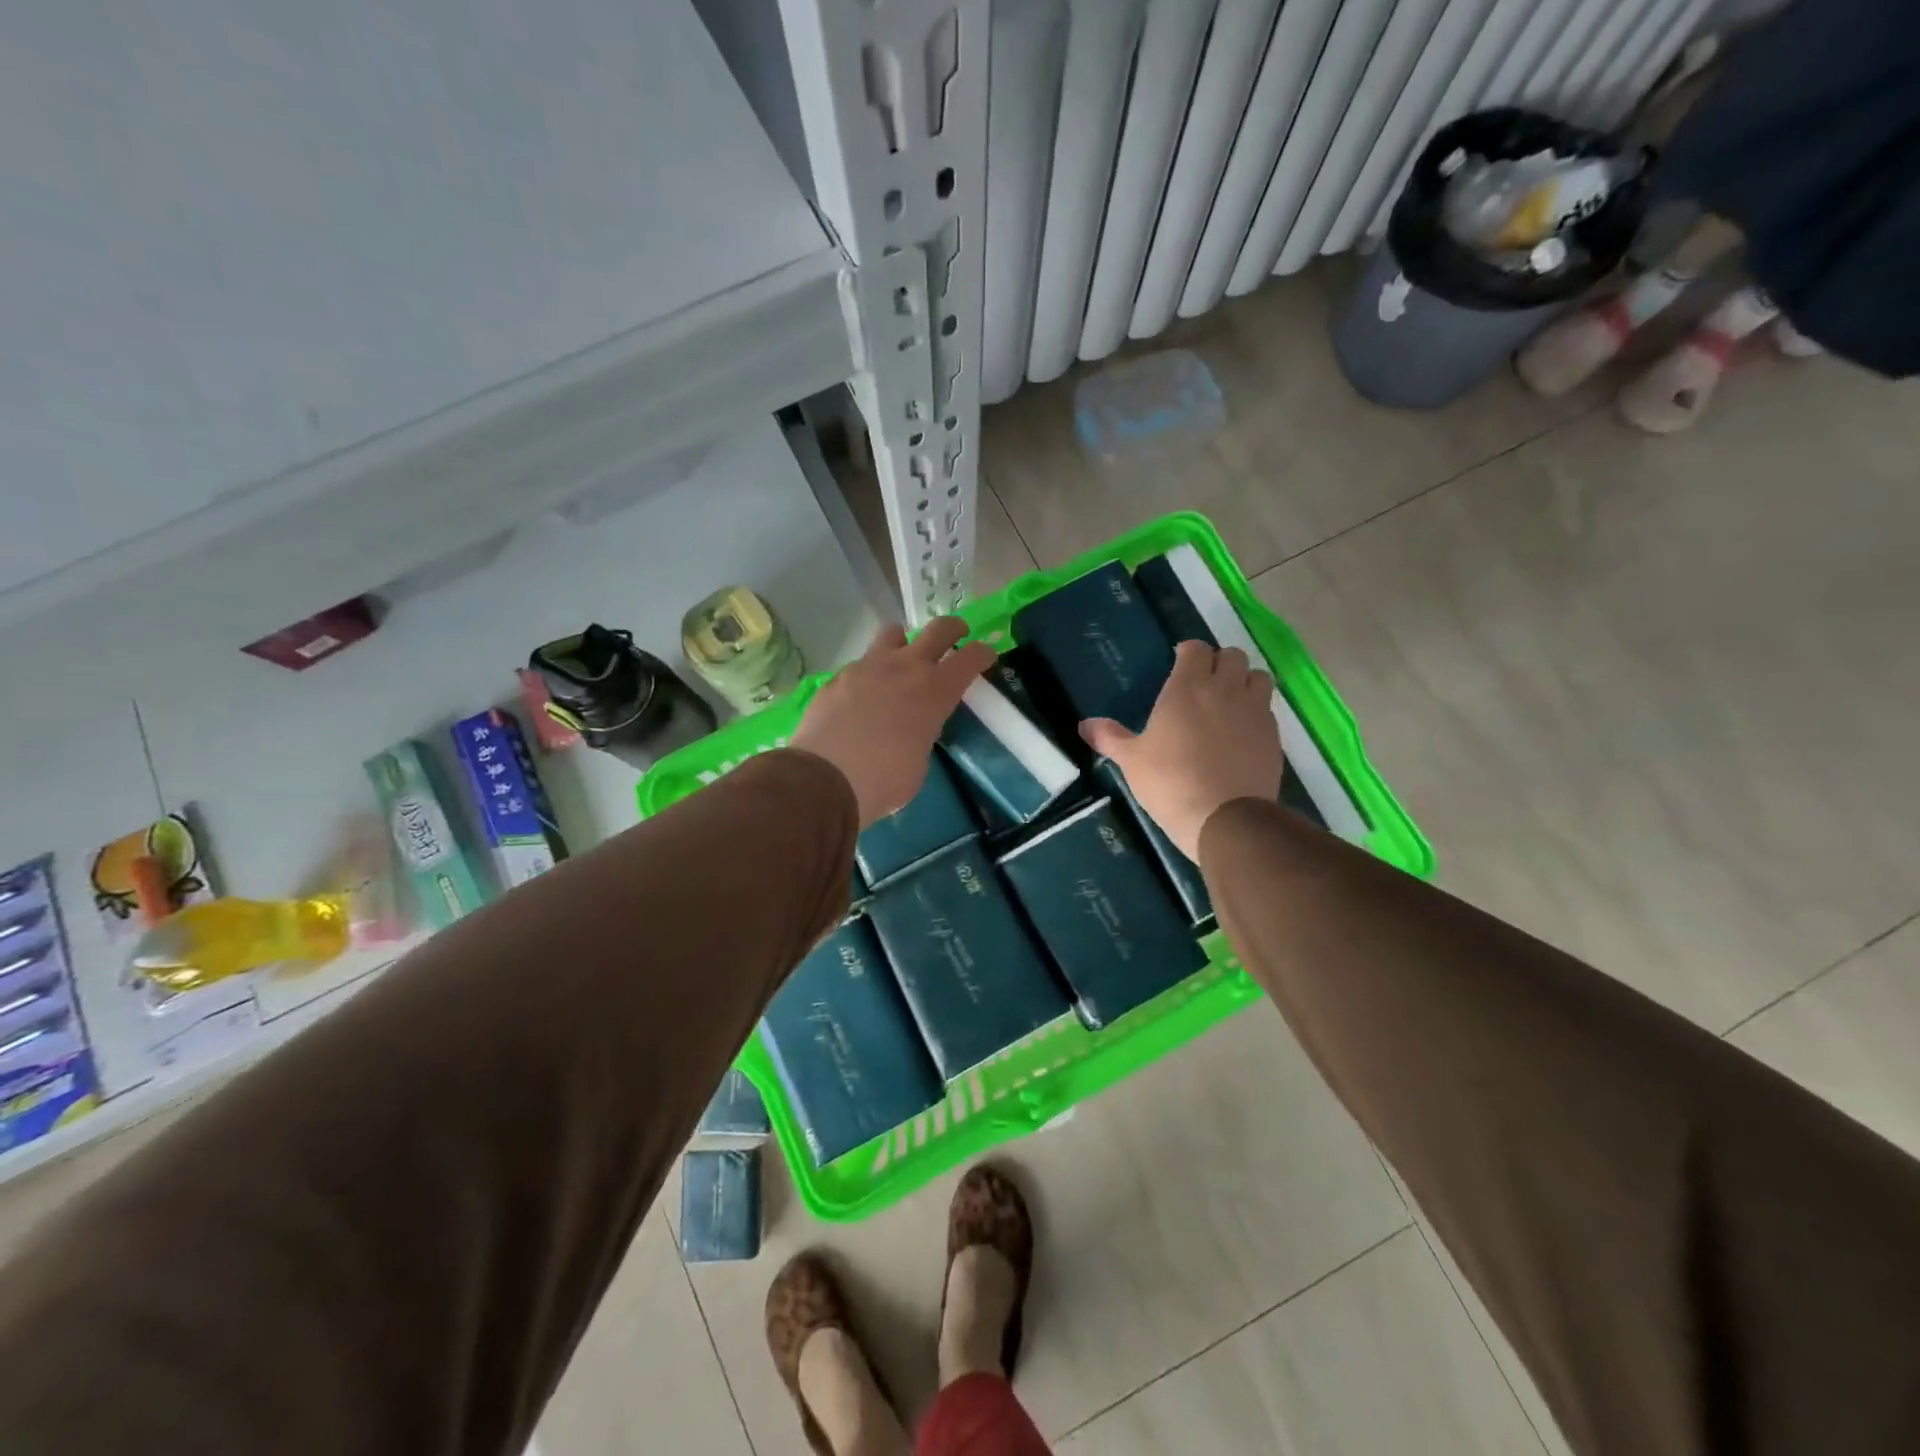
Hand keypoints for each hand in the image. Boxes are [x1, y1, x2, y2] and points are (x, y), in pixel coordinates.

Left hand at [791, 617, 995, 827]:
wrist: (824, 779)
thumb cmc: (884, 781)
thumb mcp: (919, 761)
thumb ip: (923, 734)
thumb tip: (913, 729)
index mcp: (935, 691)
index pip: (971, 658)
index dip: (983, 653)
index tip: (987, 656)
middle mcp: (905, 668)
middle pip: (938, 629)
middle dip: (953, 629)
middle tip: (957, 635)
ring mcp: (867, 667)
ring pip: (893, 633)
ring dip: (904, 642)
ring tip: (901, 659)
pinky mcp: (838, 677)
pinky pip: (861, 664)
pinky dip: (869, 674)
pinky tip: (862, 697)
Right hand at [1080, 642, 1282, 860]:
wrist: (1225, 819)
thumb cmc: (1170, 782)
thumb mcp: (1131, 761)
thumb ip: (1110, 737)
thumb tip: (1084, 725)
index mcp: (1187, 688)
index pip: (1196, 649)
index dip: (1188, 652)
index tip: (1178, 663)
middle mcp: (1225, 690)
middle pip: (1232, 655)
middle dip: (1219, 662)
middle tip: (1204, 682)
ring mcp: (1255, 712)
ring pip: (1258, 677)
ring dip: (1245, 681)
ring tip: (1230, 701)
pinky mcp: (1274, 737)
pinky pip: (1268, 710)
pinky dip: (1257, 712)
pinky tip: (1242, 733)